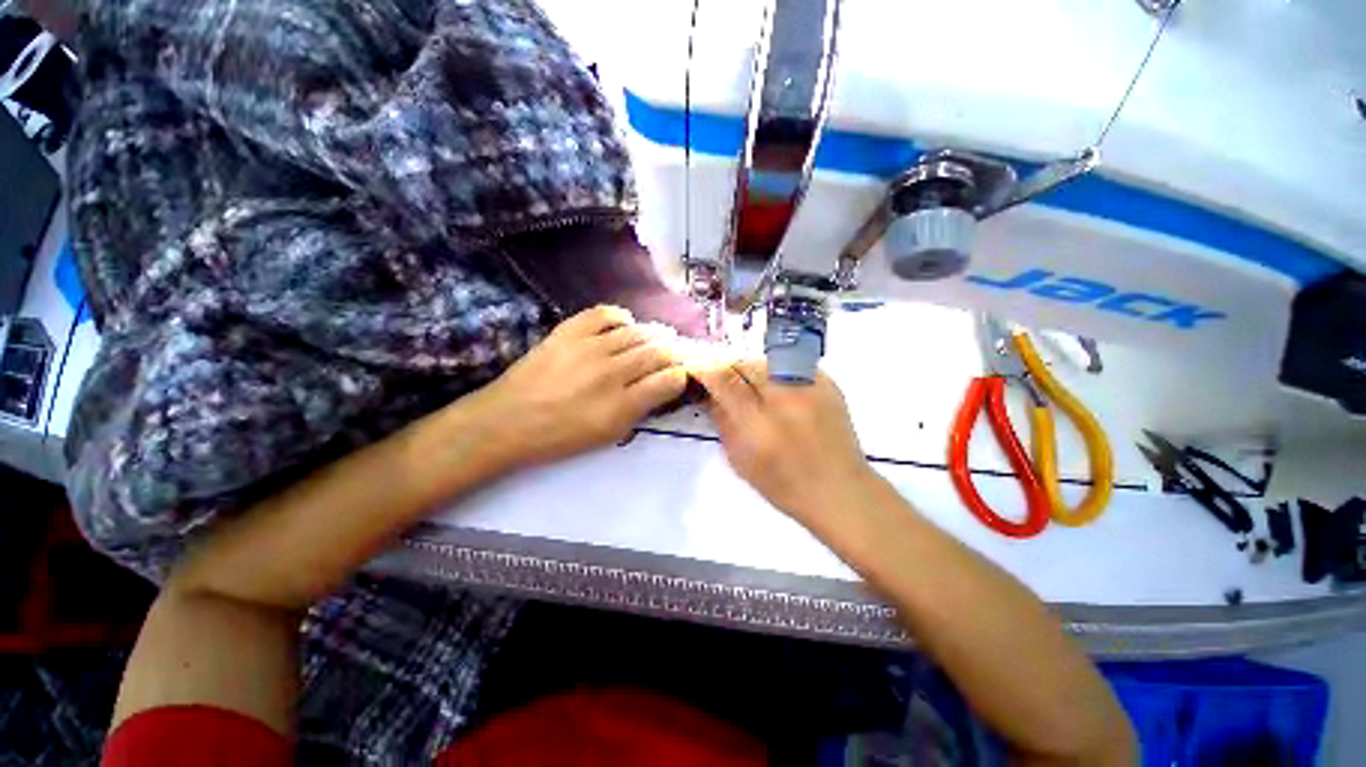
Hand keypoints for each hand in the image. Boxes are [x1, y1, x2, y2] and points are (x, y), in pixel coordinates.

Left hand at [476, 305, 688, 467]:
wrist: (506, 421)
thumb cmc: (560, 437)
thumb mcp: (608, 436)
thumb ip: (640, 410)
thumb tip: (662, 386)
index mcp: (621, 406)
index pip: (669, 380)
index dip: (681, 376)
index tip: (679, 376)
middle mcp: (611, 372)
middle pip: (658, 352)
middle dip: (673, 353)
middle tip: (674, 354)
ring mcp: (589, 347)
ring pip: (637, 332)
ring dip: (654, 335)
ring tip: (657, 338)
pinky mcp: (569, 331)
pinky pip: (605, 313)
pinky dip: (622, 317)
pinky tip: (625, 326)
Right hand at [692, 361, 876, 524]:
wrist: (839, 489)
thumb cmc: (783, 483)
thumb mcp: (740, 458)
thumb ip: (722, 420)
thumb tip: (709, 392)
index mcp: (758, 425)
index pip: (724, 381)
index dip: (707, 371)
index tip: (699, 372)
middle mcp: (784, 398)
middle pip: (746, 363)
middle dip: (730, 370)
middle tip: (727, 384)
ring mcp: (810, 386)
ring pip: (767, 361)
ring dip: (753, 371)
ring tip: (754, 389)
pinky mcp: (827, 382)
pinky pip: (790, 365)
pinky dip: (777, 373)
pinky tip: (780, 392)